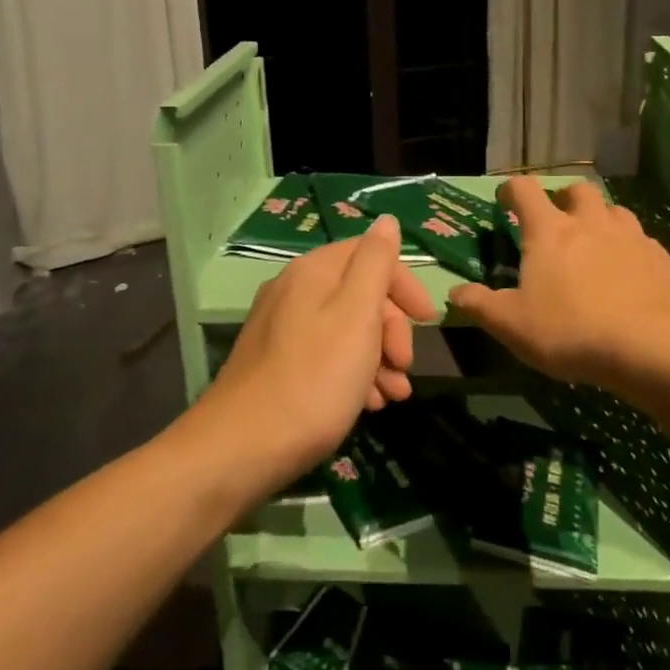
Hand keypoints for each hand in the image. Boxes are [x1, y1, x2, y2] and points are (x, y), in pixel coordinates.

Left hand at [194, 216, 433, 490]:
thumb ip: (375, 263)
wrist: (242, 449)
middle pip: (359, 293)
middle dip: (392, 329)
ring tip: (394, 397)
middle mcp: (294, 291)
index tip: (428, 321)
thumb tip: (387, 221)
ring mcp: (281, 328)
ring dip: (378, 358)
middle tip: (405, 367)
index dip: (404, 284)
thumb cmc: (313, 379)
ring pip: (346, 329)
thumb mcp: (356, 315)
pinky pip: (326, 356)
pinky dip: (352, 374)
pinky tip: (367, 406)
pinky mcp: (276, 364)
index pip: (370, 254)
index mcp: (313, 272)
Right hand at [447, 177, 669, 393]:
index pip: (525, 190)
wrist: (655, 346)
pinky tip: (627, 274)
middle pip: (576, 190)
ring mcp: (631, 237)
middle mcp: (590, 222)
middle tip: (556, 222)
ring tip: (594, 244)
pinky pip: (641, 240)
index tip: (505, 200)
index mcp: (549, 231)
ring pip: (613, 210)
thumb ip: (481, 305)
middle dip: (563, 198)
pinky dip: (629, 248)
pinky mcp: (661, 258)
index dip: (511, 189)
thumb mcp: (513, 325)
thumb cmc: (572, 330)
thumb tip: (455, 292)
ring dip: (600, 219)